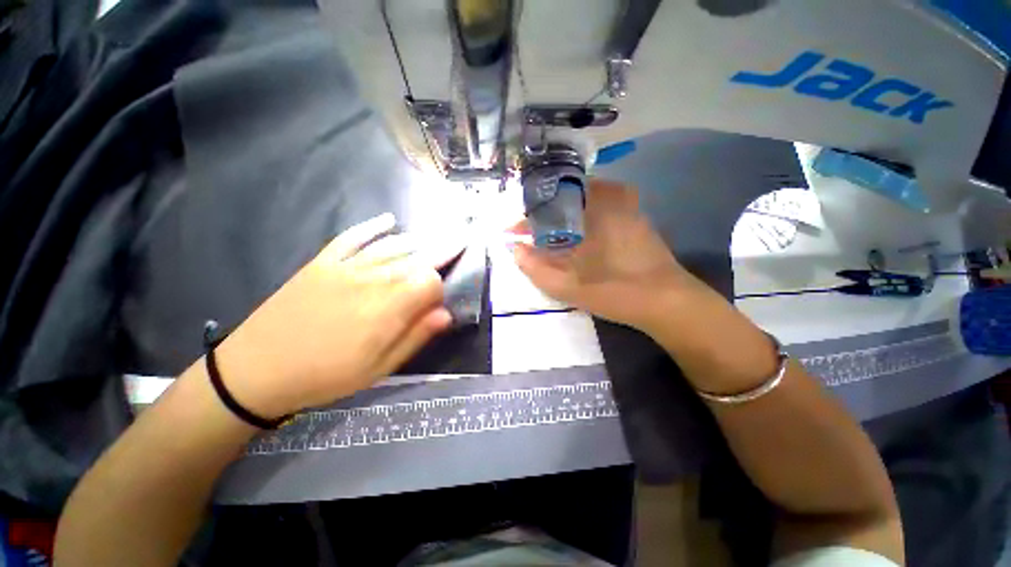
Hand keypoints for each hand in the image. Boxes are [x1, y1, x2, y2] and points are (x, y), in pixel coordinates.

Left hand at [216, 213, 462, 417]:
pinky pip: (353, 237)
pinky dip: (373, 227)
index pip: (430, 281)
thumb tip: (446, 314)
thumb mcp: (378, 368)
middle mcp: (373, 279)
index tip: (434, 304)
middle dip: (442, 252)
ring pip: (392, 246)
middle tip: (460, 240)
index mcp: (389, 307)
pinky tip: (389, 221)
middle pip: (417, 258)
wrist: (257, 370)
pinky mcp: (323, 263)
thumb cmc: (325, 375)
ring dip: (417, 242)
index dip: (438, 290)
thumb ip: (415, 336)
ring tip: (434, 239)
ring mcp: (347, 267)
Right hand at [513, 179, 708, 332]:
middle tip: (530, 238)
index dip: (527, 219)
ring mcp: (625, 203)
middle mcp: (609, 195)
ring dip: (560, 218)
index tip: (514, 234)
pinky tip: (574, 240)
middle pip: (563, 197)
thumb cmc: (614, 290)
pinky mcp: (634, 215)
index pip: (547, 201)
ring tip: (547, 240)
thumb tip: (515, 249)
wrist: (666, 301)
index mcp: (592, 205)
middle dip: (542, 217)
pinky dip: (579, 220)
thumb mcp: (566, 285)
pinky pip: (597, 208)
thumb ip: (534, 267)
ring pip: (580, 202)